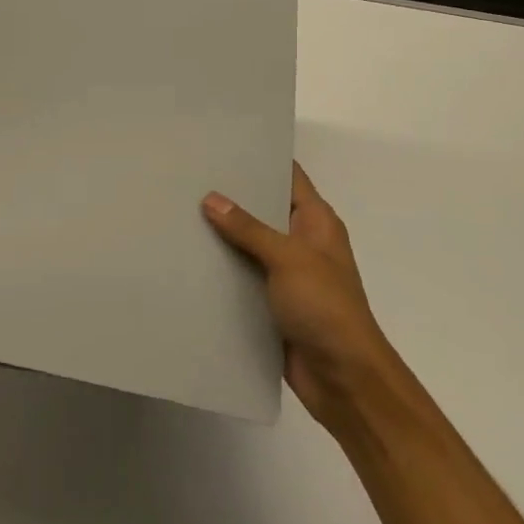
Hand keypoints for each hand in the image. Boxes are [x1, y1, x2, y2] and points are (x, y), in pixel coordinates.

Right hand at [203, 163, 396, 428]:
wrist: (344, 379)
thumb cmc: (326, 307)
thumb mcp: (288, 258)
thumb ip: (249, 229)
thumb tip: (211, 198)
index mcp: (316, 223)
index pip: (289, 177)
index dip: (261, 158)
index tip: (223, 144)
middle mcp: (302, 243)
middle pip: (264, 210)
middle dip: (231, 197)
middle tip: (188, 177)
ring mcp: (287, 276)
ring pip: (249, 246)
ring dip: (222, 236)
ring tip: (179, 213)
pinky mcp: (272, 305)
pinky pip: (242, 279)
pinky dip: (221, 272)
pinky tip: (188, 261)